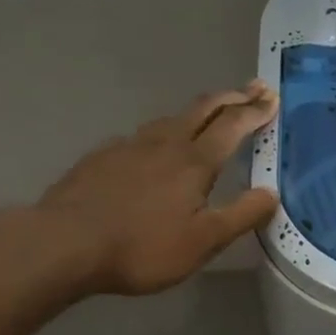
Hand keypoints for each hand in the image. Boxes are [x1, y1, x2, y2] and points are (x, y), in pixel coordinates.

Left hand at [38, 81, 279, 294]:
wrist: (63, 244)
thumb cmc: (142, 246)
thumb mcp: (204, 241)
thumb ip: (242, 215)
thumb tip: (271, 193)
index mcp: (195, 161)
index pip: (233, 125)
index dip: (255, 110)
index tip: (272, 97)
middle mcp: (165, 143)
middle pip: (204, 109)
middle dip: (232, 96)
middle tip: (253, 88)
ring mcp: (129, 146)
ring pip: (171, 119)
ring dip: (198, 112)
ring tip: (209, 115)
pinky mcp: (102, 157)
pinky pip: (141, 136)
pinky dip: (162, 133)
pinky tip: (154, 149)